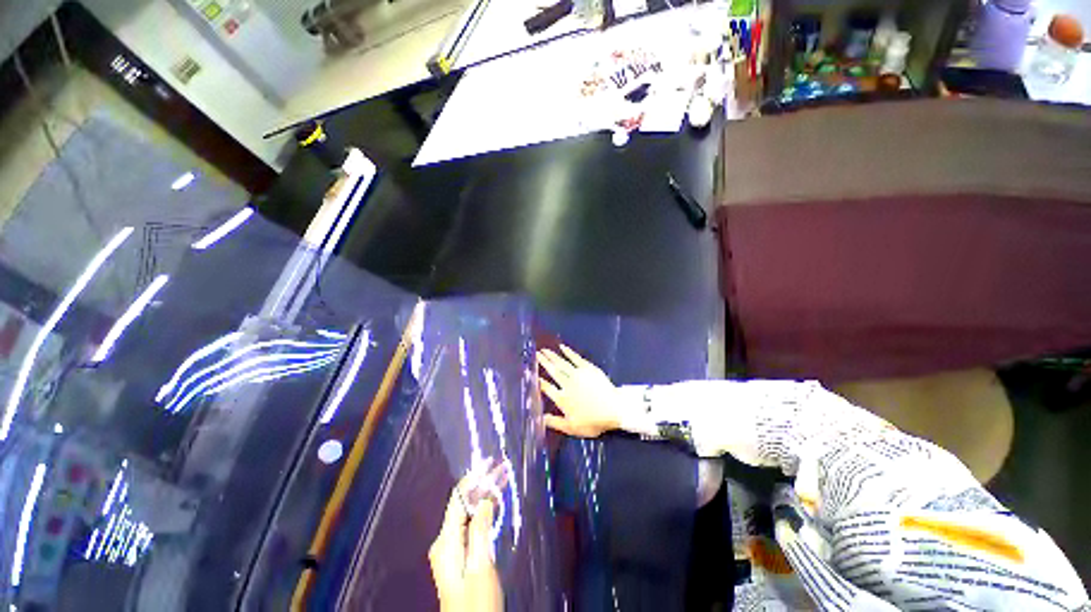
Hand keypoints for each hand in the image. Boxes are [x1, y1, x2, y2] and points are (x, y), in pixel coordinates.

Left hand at [429, 480, 502, 611]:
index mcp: (446, 541)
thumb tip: (484, 498)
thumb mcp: (481, 566)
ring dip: (485, 495)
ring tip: (502, 479)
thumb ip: (480, 530)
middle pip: (463, 503)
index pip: (458, 498)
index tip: (491, 462)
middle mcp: (444, 540)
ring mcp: (451, 548)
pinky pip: (470, 523)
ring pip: (468, 512)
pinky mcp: (459, 554)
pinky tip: (495, 503)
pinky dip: (483, 510)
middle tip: (503, 469)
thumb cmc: (476, 602)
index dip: (474, 477)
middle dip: (483, 484)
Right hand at [537, 345, 621, 437]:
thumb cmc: (593, 421)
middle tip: (536, 354)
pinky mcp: (588, 368)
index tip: (533, 374)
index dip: (540, 381)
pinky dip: (568, 352)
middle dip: (544, 363)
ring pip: (562, 363)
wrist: (613, 409)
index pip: (547, 388)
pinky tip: (562, 347)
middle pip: (553, 372)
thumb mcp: (572, 428)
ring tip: (544, 350)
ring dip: (552, 356)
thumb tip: (540, 418)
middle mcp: (567, 384)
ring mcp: (577, 374)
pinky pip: (575, 358)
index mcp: (562, 398)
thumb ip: (555, 422)